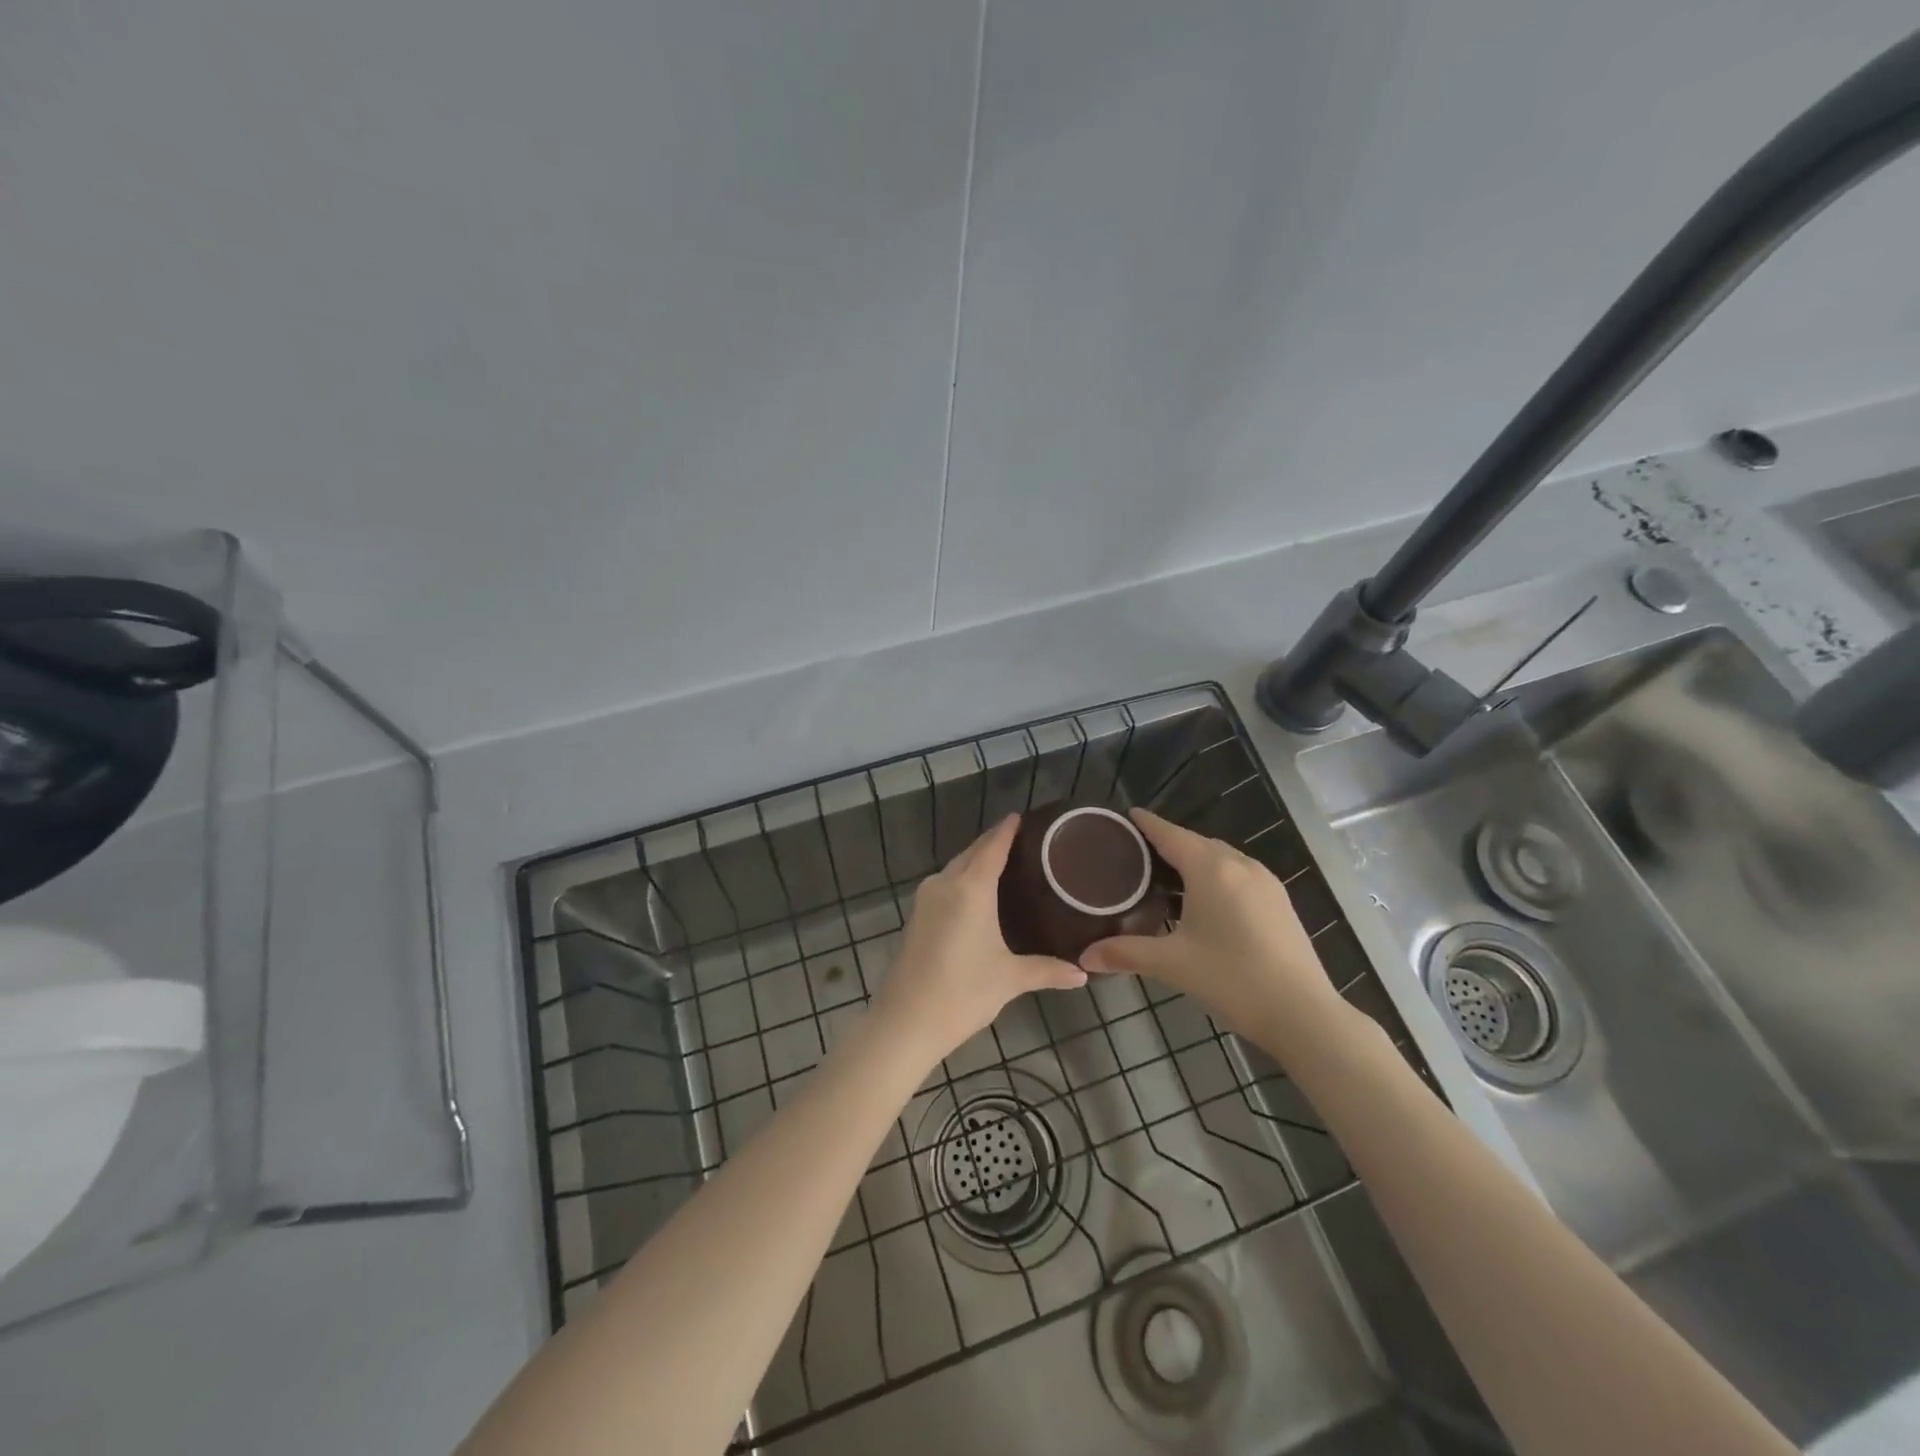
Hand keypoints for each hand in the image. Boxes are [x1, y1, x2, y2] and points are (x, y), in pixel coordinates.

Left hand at [872, 815, 1087, 1067]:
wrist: (905, 1022)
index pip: (992, 846)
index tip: (1023, 816)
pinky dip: (963, 879)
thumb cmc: (962, 993)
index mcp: (970, 888)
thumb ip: (1047, 970)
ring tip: (1006, 864)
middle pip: (972, 852)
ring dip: (977, 861)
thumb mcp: (1010, 979)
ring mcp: (926, 899)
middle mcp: (945, 884)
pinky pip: (945, 884)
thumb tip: (1083, 974)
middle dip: (994, 843)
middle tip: (1024, 842)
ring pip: (956, 868)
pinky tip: (978, 893)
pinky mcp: (916, 916)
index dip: (1007, 830)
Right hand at [1081, 810, 1351, 1050]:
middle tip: (1137, 855)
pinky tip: (1204, 901)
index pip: (1170, 834)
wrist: (1303, 1014)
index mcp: (1211, 869)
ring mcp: (1266, 882)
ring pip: (1221, 858)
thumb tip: (1084, 956)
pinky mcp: (1280, 902)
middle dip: (1168, 843)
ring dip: (1195, 860)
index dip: (1147, 824)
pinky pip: (1239, 874)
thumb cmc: (1232, 979)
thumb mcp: (1172, 964)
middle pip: (1196, 843)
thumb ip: (1125, 953)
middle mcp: (1240, 865)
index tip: (1126, 816)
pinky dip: (1216, 876)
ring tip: (1166, 876)